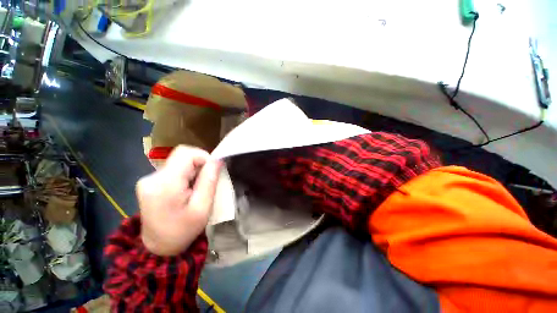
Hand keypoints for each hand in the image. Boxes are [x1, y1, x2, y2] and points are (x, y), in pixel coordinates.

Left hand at [137, 146, 220, 255]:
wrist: (158, 246)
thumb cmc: (183, 230)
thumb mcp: (202, 207)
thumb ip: (209, 180)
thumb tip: (217, 159)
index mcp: (165, 184)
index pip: (186, 153)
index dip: (203, 157)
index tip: (213, 171)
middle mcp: (152, 177)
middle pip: (182, 156)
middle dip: (199, 165)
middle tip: (206, 183)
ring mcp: (148, 179)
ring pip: (178, 162)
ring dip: (193, 171)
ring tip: (197, 189)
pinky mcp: (149, 182)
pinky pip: (173, 169)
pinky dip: (185, 175)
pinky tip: (187, 190)